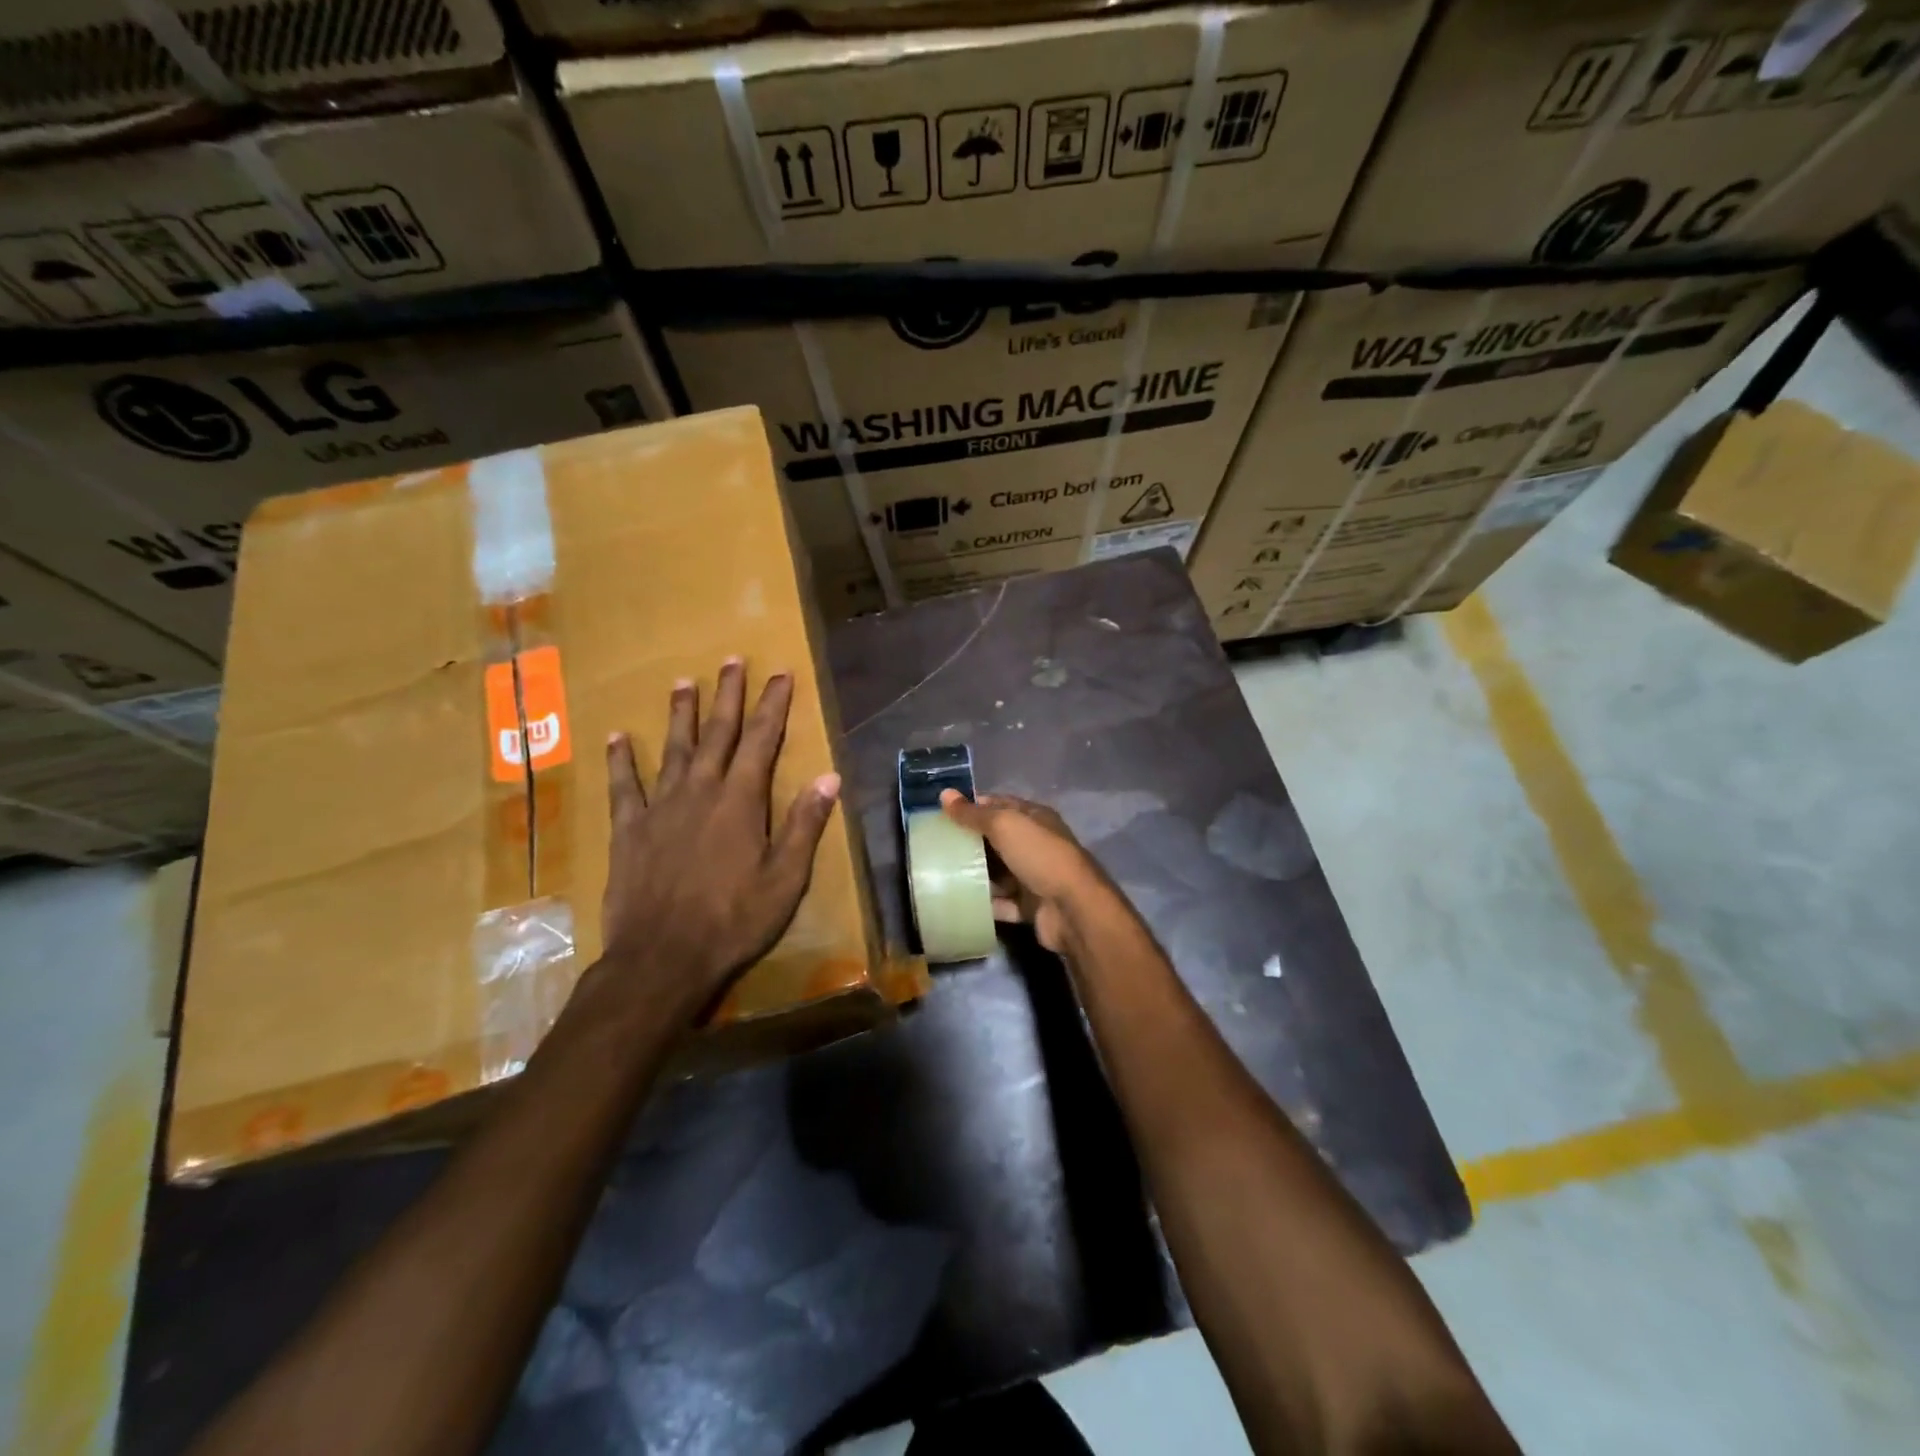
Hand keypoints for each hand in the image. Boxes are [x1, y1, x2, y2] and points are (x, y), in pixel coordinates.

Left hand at [598, 659, 840, 1021]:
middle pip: (717, 732)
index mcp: (740, 800)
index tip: (780, 674)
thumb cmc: (733, 920)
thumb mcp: (785, 878)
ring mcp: (660, 807)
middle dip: (728, 695)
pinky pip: (624, 786)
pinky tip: (617, 737)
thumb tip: (828, 777)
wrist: (662, 958)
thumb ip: (804, 825)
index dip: (773, 705)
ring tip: (684, 682)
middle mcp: (700, 791)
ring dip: (681, 714)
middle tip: (732, 660)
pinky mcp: (629, 829)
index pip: (762, 740)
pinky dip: (621, 760)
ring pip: (673, 749)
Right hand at [939, 791, 1119, 953]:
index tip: (942, 813)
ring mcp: (1034, 876)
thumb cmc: (1039, 856)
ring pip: (999, 872)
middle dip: (970, 841)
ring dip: (975, 874)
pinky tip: (959, 902)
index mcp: (1034, 818)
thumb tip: (944, 794)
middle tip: (935, 845)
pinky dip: (985, 903)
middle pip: (997, 839)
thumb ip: (973, 814)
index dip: (972, 806)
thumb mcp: (1004, 826)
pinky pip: (1002, 903)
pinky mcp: (1030, 906)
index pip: (1000, 805)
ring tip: (940, 874)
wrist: (1072, 909)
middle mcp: (1036, 844)